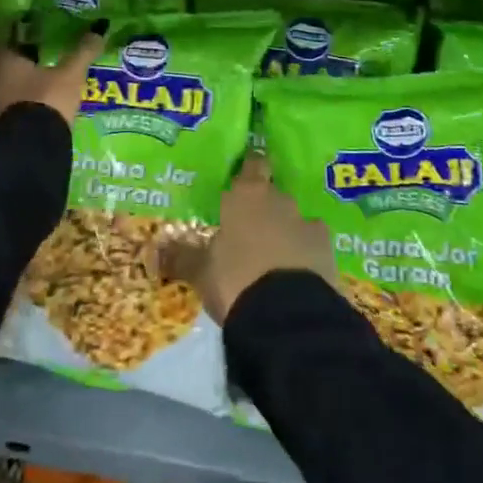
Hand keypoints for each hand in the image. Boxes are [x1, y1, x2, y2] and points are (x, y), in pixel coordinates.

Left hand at [0, 29, 103, 130]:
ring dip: (14, 91)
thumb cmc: (46, 100)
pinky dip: (12, 112)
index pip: (7, 41)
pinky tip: (30, 115)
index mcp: (2, 59)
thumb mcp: (70, 76)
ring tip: (36, 92)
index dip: (20, 41)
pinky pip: (0, 114)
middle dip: (17, 68)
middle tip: (38, 66)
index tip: (34, 41)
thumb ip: (82, 53)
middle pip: (0, 67)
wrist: (27, 150)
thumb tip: (99, 30)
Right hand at [162, 156, 337, 323]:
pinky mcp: (329, 254)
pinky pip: (313, 248)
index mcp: (247, 196)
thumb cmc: (235, 280)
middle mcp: (281, 202)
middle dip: (263, 210)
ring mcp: (309, 226)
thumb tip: (154, 250)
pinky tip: (296, 276)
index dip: (251, 168)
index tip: (247, 173)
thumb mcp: (201, 271)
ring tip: (273, 259)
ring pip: (295, 222)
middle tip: (248, 230)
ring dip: (286, 234)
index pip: (253, 166)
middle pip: (273, 196)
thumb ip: (181, 257)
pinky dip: (305, 257)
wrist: (288, 316)